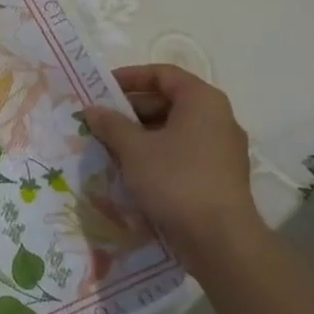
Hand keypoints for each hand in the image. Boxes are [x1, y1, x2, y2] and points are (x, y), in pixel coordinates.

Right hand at [81, 65, 262, 265]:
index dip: (130, 77)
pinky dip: (156, 153)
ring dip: (140, 134)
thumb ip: (111, 124)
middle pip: (168, 101)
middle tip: (100, 121)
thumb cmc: (176, 181)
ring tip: (109, 146)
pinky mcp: (218, 174)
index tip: (101, 89)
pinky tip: (132, 169)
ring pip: (174, 129)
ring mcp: (221, 148)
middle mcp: (217, 118)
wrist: (220, 239)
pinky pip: (182, 151)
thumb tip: (92, 109)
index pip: (163, 74)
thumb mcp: (134, 149)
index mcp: (202, 101)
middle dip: (131, 109)